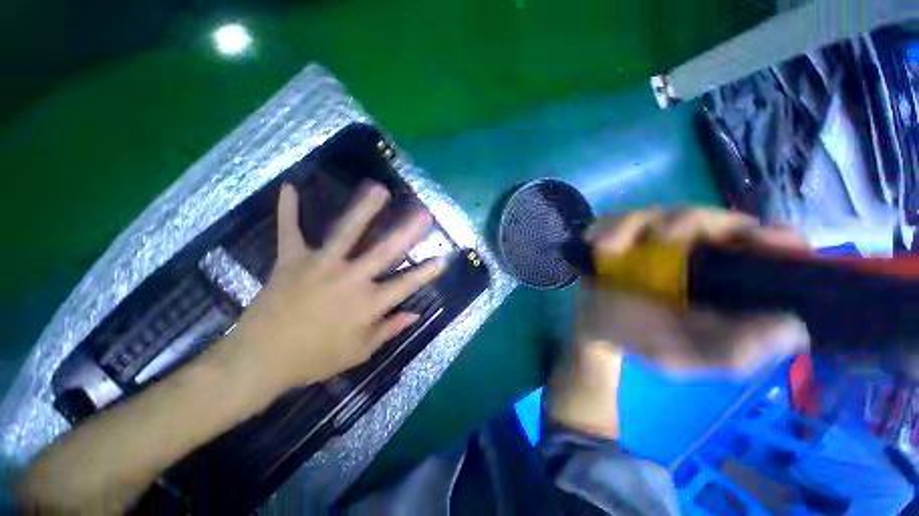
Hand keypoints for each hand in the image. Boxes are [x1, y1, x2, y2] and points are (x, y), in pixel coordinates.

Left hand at [213, 182, 442, 395]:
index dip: (427, 272)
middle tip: (423, 214)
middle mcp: (349, 279)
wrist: (260, 361)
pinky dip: (288, 211)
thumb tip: (415, 314)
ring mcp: (320, 266)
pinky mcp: (291, 261)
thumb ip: (389, 330)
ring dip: (363, 209)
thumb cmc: (315, 359)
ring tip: (377, 188)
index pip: (406, 284)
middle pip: (384, 251)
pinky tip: (290, 187)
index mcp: (367, 304)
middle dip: (407, 231)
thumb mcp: (359, 352)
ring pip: (346, 233)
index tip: (443, 258)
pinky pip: (290, 232)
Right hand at [577, 208, 811, 373]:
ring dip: (633, 226)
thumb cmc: (643, 340)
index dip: (774, 240)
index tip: (763, 242)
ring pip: (660, 213)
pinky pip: (616, 219)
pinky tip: (595, 244)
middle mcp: (697, 253)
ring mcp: (655, 241)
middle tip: (662, 238)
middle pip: (711, 218)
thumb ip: (734, 351)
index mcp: (725, 280)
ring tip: (609, 249)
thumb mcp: (689, 355)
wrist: (596, 329)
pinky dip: (605, 228)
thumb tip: (794, 328)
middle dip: (689, 222)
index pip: (766, 248)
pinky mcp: (622, 236)